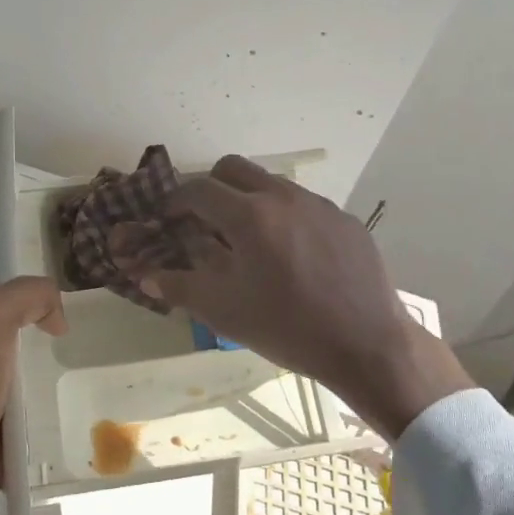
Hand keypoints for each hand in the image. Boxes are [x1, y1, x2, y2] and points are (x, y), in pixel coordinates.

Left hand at [0, 216, 66, 514]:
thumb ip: (28, 291)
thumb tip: (52, 312)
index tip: (16, 217)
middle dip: (24, 282)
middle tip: (62, 276)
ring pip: (10, 324)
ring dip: (35, 321)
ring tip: (70, 315)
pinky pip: (17, 357)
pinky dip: (36, 352)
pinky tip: (61, 353)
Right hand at [112, 157, 471, 438]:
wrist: (369, 346)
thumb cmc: (288, 329)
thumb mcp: (224, 312)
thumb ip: (179, 286)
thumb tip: (144, 274)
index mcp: (249, 216)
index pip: (198, 189)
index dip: (175, 201)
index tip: (168, 219)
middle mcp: (283, 197)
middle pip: (233, 168)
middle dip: (210, 186)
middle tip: (204, 220)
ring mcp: (319, 205)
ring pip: (270, 183)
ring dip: (248, 199)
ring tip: (249, 241)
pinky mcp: (345, 219)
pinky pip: (303, 204)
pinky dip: (284, 217)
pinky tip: (292, 256)